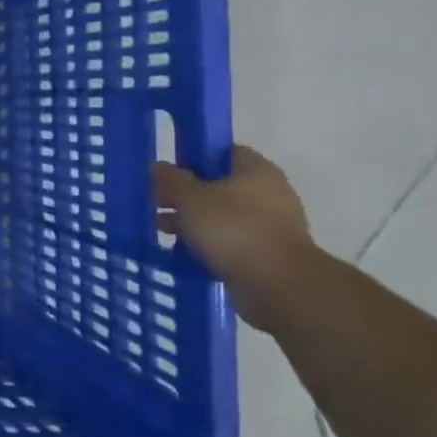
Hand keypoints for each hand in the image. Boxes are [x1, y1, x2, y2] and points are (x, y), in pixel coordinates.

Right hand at [152, 145, 317, 330]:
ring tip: (164, 231)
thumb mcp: (190, 198)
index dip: (192, 158)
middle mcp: (268, 193)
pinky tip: (185, 253)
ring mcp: (271, 225)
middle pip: (219, 185)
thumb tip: (158, 166)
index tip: (167, 173)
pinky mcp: (267, 253)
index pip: (221, 151)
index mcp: (255, 170)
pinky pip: (230, 241)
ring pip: (222, 215)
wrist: (278, 285)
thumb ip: (171, 180)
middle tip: (158, 204)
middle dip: (186, 195)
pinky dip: (208, 244)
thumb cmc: (233, 230)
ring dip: (194, 222)